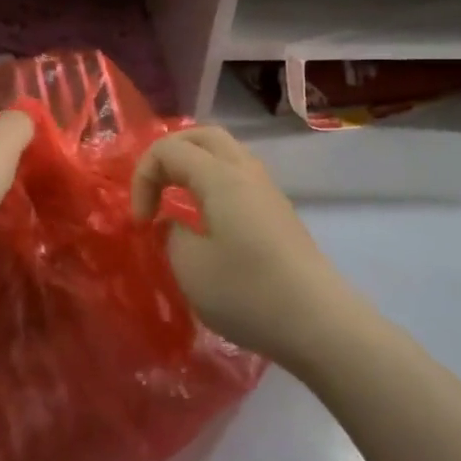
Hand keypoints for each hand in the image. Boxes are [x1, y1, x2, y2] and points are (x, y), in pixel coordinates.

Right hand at [132, 128, 344, 364]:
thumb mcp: (190, 266)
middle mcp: (246, 173)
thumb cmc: (247, 292)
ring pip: (225, 154)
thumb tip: (174, 224)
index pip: (169, 149)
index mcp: (220, 177)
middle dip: (169, 154)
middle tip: (153, 189)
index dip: (143, 178)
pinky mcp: (278, 214)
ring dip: (193, 167)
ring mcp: (267, 192)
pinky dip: (212, 184)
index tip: (141, 222)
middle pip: (203, 136)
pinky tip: (206, 220)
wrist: (319, 324)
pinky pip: (239, 178)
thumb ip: (170, 235)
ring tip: (176, 201)